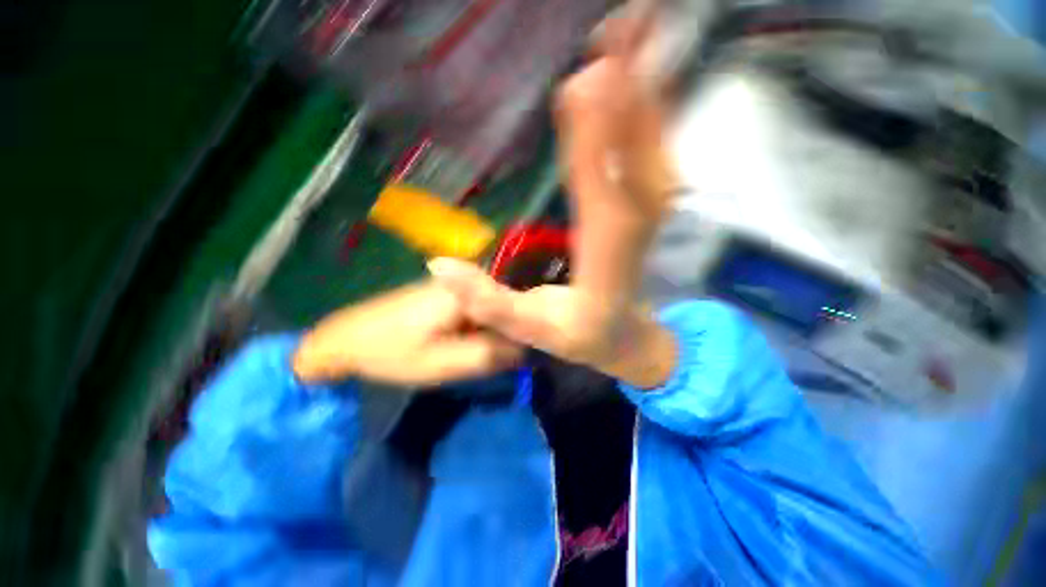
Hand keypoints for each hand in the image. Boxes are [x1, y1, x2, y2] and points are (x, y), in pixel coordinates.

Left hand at [292, 281, 522, 385]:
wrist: (345, 339)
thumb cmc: (392, 353)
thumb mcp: (444, 363)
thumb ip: (489, 355)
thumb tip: (525, 349)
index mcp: (467, 294)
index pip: (516, 310)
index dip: (521, 334)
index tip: (516, 357)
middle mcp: (465, 282)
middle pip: (504, 308)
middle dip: (504, 334)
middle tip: (491, 360)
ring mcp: (454, 285)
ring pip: (491, 310)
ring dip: (490, 332)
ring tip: (474, 351)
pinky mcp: (445, 293)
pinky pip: (476, 309)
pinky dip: (477, 328)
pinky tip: (462, 342)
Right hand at [427, 13, 679, 388]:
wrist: (622, 338)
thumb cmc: (577, 337)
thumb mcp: (528, 331)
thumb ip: (486, 304)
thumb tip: (438, 265)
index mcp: (601, 269)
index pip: (600, 202)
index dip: (594, 146)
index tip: (586, 84)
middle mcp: (632, 236)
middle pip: (637, 160)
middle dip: (629, 93)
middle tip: (622, 25)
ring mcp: (646, 220)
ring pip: (652, 150)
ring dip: (645, 90)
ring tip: (634, 31)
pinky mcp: (646, 210)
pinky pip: (652, 155)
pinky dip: (649, 112)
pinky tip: (639, 79)